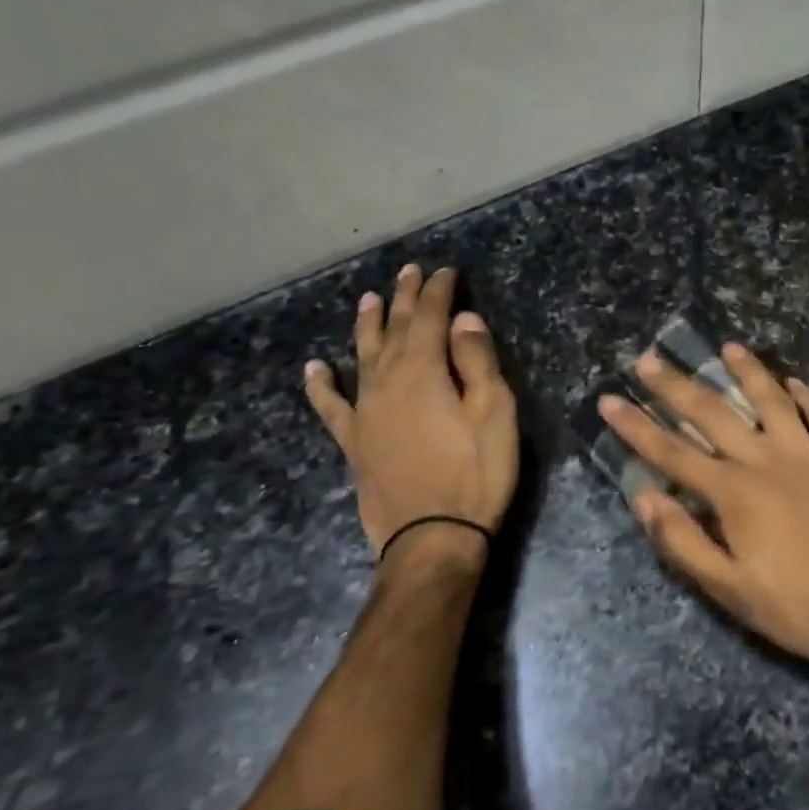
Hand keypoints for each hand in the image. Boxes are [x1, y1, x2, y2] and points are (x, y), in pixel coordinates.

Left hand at [305, 265, 518, 567]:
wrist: (433, 538)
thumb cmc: (476, 473)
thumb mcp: (493, 412)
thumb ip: (477, 361)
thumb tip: (463, 320)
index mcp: (424, 370)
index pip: (430, 317)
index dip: (439, 291)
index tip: (446, 271)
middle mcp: (386, 381)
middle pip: (394, 329)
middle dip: (404, 298)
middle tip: (409, 271)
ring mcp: (364, 411)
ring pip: (362, 356)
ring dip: (366, 325)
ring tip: (368, 299)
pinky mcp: (353, 441)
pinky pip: (331, 405)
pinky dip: (321, 384)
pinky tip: (315, 368)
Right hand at [600, 345, 808, 677]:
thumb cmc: (798, 607)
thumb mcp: (731, 589)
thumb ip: (684, 542)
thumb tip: (645, 498)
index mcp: (735, 493)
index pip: (673, 452)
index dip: (637, 426)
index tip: (610, 400)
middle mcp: (767, 462)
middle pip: (714, 414)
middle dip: (677, 386)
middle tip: (650, 359)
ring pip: (772, 402)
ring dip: (748, 372)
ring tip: (728, 348)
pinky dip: (808, 397)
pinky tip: (794, 382)